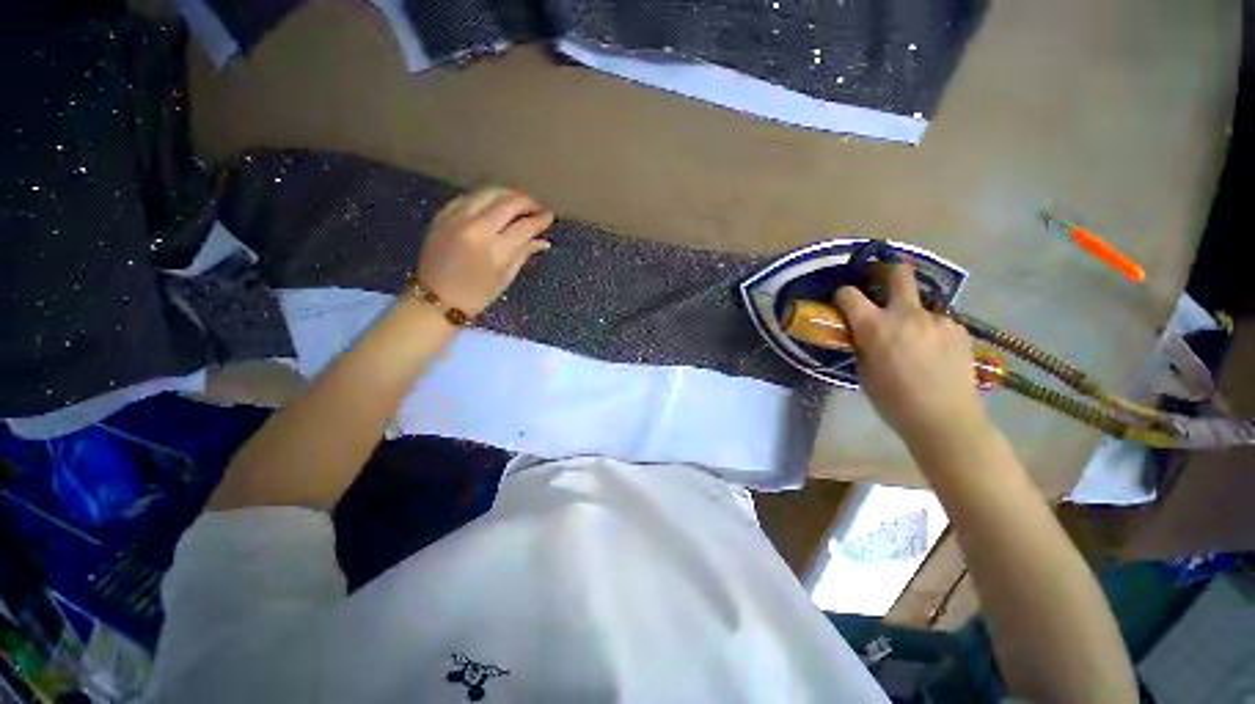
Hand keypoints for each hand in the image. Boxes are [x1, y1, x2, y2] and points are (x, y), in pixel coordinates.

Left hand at [417, 187, 554, 314]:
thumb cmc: (476, 295)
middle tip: (536, 207)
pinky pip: (469, 197)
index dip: (540, 220)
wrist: (436, 299)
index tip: (549, 216)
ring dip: (507, 194)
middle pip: (507, 203)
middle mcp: (475, 228)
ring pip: (487, 193)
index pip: (524, 226)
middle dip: (526, 202)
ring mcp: (456, 218)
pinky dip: (485, 198)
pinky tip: (493, 205)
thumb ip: (524, 253)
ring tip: (518, 202)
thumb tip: (543, 241)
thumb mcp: (505, 277)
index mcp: (494, 250)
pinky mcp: (442, 216)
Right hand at [834, 265, 992, 453]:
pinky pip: (937, 322)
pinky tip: (932, 353)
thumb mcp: (863, 372)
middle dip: (886, 271)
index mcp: (875, 326)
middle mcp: (907, 314)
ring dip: (910, 314)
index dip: (842, 295)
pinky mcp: (959, 329)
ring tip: (913, 341)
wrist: (945, 420)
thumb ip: (861, 344)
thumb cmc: (893, 401)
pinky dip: (929, 330)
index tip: (842, 302)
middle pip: (898, 273)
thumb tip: (861, 332)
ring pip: (919, 305)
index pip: (849, 294)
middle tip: (880, 282)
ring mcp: (937, 319)